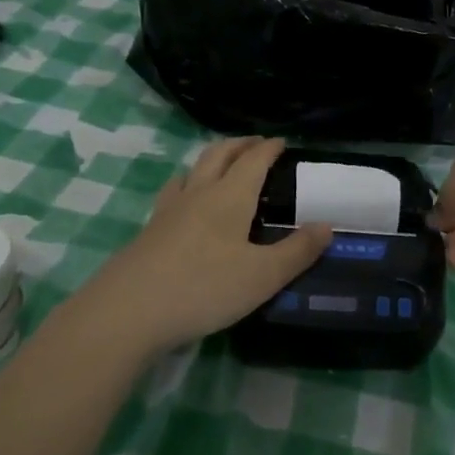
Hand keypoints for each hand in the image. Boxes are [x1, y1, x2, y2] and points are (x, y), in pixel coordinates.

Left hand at [74, 137, 331, 356]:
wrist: (128, 311)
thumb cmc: (203, 288)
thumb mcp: (262, 276)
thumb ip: (297, 251)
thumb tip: (327, 226)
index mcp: (229, 197)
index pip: (253, 161)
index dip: (269, 148)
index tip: (282, 142)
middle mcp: (197, 194)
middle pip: (218, 155)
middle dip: (240, 145)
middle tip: (255, 145)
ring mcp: (168, 211)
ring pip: (191, 171)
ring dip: (211, 161)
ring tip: (221, 167)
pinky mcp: (149, 232)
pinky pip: (173, 194)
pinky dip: (188, 186)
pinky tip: (186, 206)